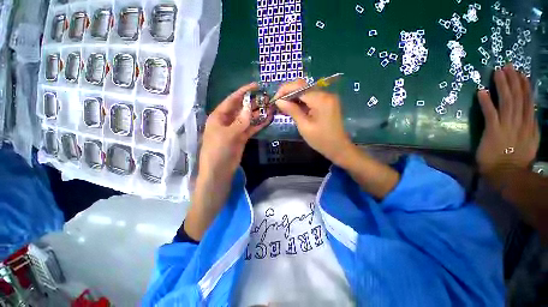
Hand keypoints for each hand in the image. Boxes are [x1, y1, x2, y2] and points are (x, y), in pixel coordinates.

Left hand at [199, 83, 272, 179]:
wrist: (219, 170)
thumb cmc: (218, 150)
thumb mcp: (228, 134)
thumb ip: (241, 121)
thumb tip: (250, 108)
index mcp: (219, 116)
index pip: (232, 100)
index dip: (243, 92)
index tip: (256, 85)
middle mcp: (228, 120)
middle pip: (242, 108)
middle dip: (254, 103)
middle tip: (267, 98)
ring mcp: (236, 129)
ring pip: (248, 118)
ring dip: (258, 113)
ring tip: (270, 107)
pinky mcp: (242, 137)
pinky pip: (252, 128)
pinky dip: (259, 124)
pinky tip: (268, 119)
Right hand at [274, 79, 353, 164]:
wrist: (338, 148)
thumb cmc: (321, 140)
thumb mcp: (304, 126)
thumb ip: (292, 111)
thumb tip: (279, 101)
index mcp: (321, 99)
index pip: (299, 87)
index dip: (284, 90)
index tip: (275, 100)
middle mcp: (325, 94)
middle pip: (303, 86)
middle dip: (288, 93)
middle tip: (278, 104)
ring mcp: (328, 97)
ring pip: (306, 91)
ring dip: (294, 97)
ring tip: (284, 107)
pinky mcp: (327, 102)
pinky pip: (311, 97)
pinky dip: (301, 101)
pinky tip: (294, 108)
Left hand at [476, 64, 539, 176]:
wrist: (507, 174)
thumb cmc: (516, 160)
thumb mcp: (531, 143)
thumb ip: (530, 128)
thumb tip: (530, 115)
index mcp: (529, 125)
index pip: (528, 101)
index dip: (524, 86)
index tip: (521, 74)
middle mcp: (520, 122)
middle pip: (517, 97)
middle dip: (513, 80)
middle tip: (507, 66)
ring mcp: (507, 126)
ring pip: (507, 101)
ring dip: (502, 86)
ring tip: (497, 72)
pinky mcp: (493, 131)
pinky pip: (490, 113)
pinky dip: (486, 102)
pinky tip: (482, 91)